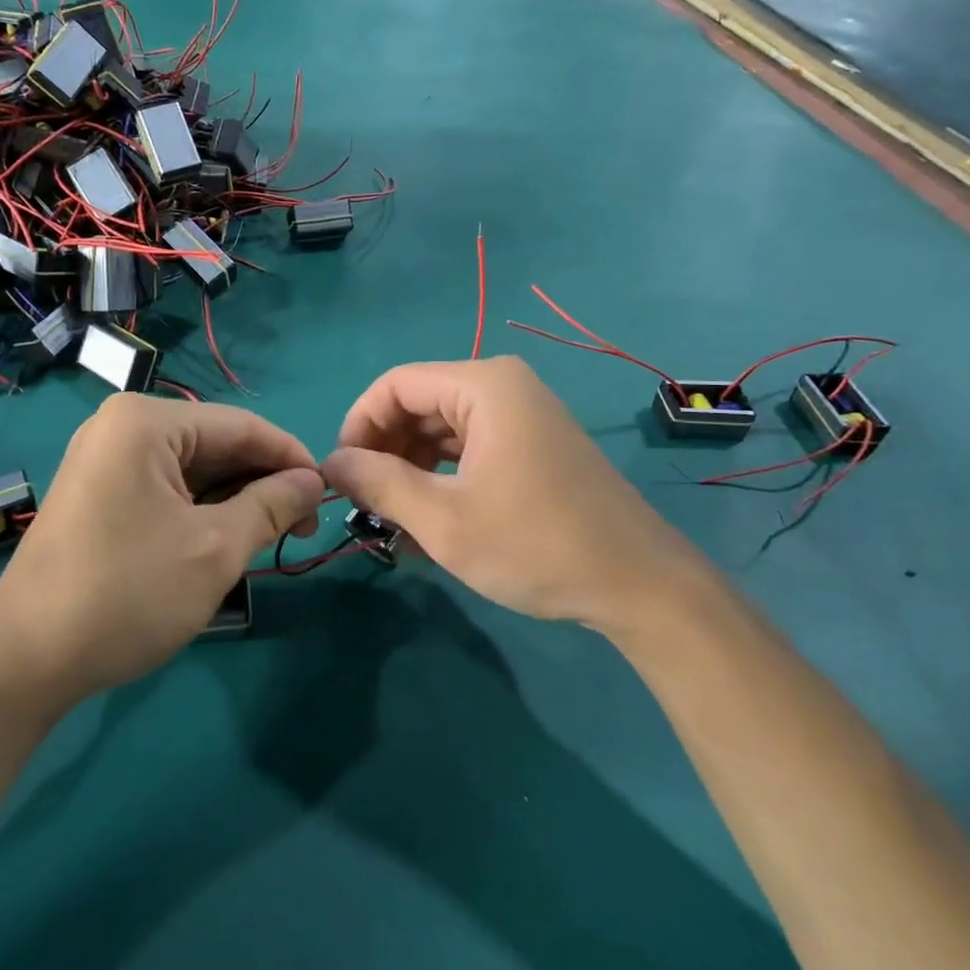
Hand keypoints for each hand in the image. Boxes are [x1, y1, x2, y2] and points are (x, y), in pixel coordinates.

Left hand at [0, 395, 323, 703]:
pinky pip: (166, 488)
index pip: (241, 426)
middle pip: (215, 444)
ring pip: (193, 469)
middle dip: (263, 483)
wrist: (24, 663)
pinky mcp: (98, 493)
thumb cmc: (126, 594)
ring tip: (272, 538)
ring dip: (235, 500)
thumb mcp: (215, 549)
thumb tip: (313, 482)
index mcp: (145, 421)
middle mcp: (122, 426)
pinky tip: (228, 538)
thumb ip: (271, 505)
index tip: (328, 495)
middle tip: (303, 528)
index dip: (291, 458)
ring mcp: (105, 460)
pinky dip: (202, 511)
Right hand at [322, 358, 712, 635]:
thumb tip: (330, 462)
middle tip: (366, 502)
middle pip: (418, 402)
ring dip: (411, 466)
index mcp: (483, 385)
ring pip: (442, 426)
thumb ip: (379, 482)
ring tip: (394, 517)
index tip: (341, 475)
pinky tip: (429, 516)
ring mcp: (522, 413)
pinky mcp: (532, 442)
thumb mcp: (443, 519)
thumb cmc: (536, 545)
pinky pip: (470, 444)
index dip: (358, 425)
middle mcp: (503, 385)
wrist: (639, 584)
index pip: (394, 385)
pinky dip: (442, 474)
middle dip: (384, 449)